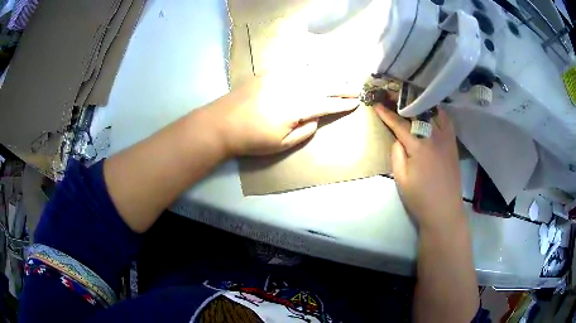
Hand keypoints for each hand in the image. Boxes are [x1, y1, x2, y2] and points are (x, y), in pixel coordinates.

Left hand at [203, 73, 358, 155]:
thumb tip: (316, 117)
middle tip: (356, 88)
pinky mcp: (269, 73)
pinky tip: (316, 67)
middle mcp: (292, 87)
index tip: (356, 102)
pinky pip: (294, 67)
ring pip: (311, 74)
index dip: (342, 104)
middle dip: (342, 87)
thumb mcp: (282, 144)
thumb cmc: (252, 139)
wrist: (221, 123)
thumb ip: (304, 131)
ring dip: (330, 75)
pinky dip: (309, 67)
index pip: (326, 103)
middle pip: (323, 85)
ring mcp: (279, 77)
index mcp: (296, 107)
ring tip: (343, 77)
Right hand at [375, 105, 464, 230]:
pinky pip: (447, 122)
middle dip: (404, 103)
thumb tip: (398, 139)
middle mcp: (434, 137)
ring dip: (422, 105)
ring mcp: (446, 140)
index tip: (377, 104)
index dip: (387, 115)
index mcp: (419, 147)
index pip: (400, 125)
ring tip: (413, 99)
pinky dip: (438, 113)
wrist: (444, 211)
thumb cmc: (420, 198)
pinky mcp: (453, 145)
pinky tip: (433, 112)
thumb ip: (397, 154)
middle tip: (394, 96)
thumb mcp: (401, 179)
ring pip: (434, 113)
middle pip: (418, 114)